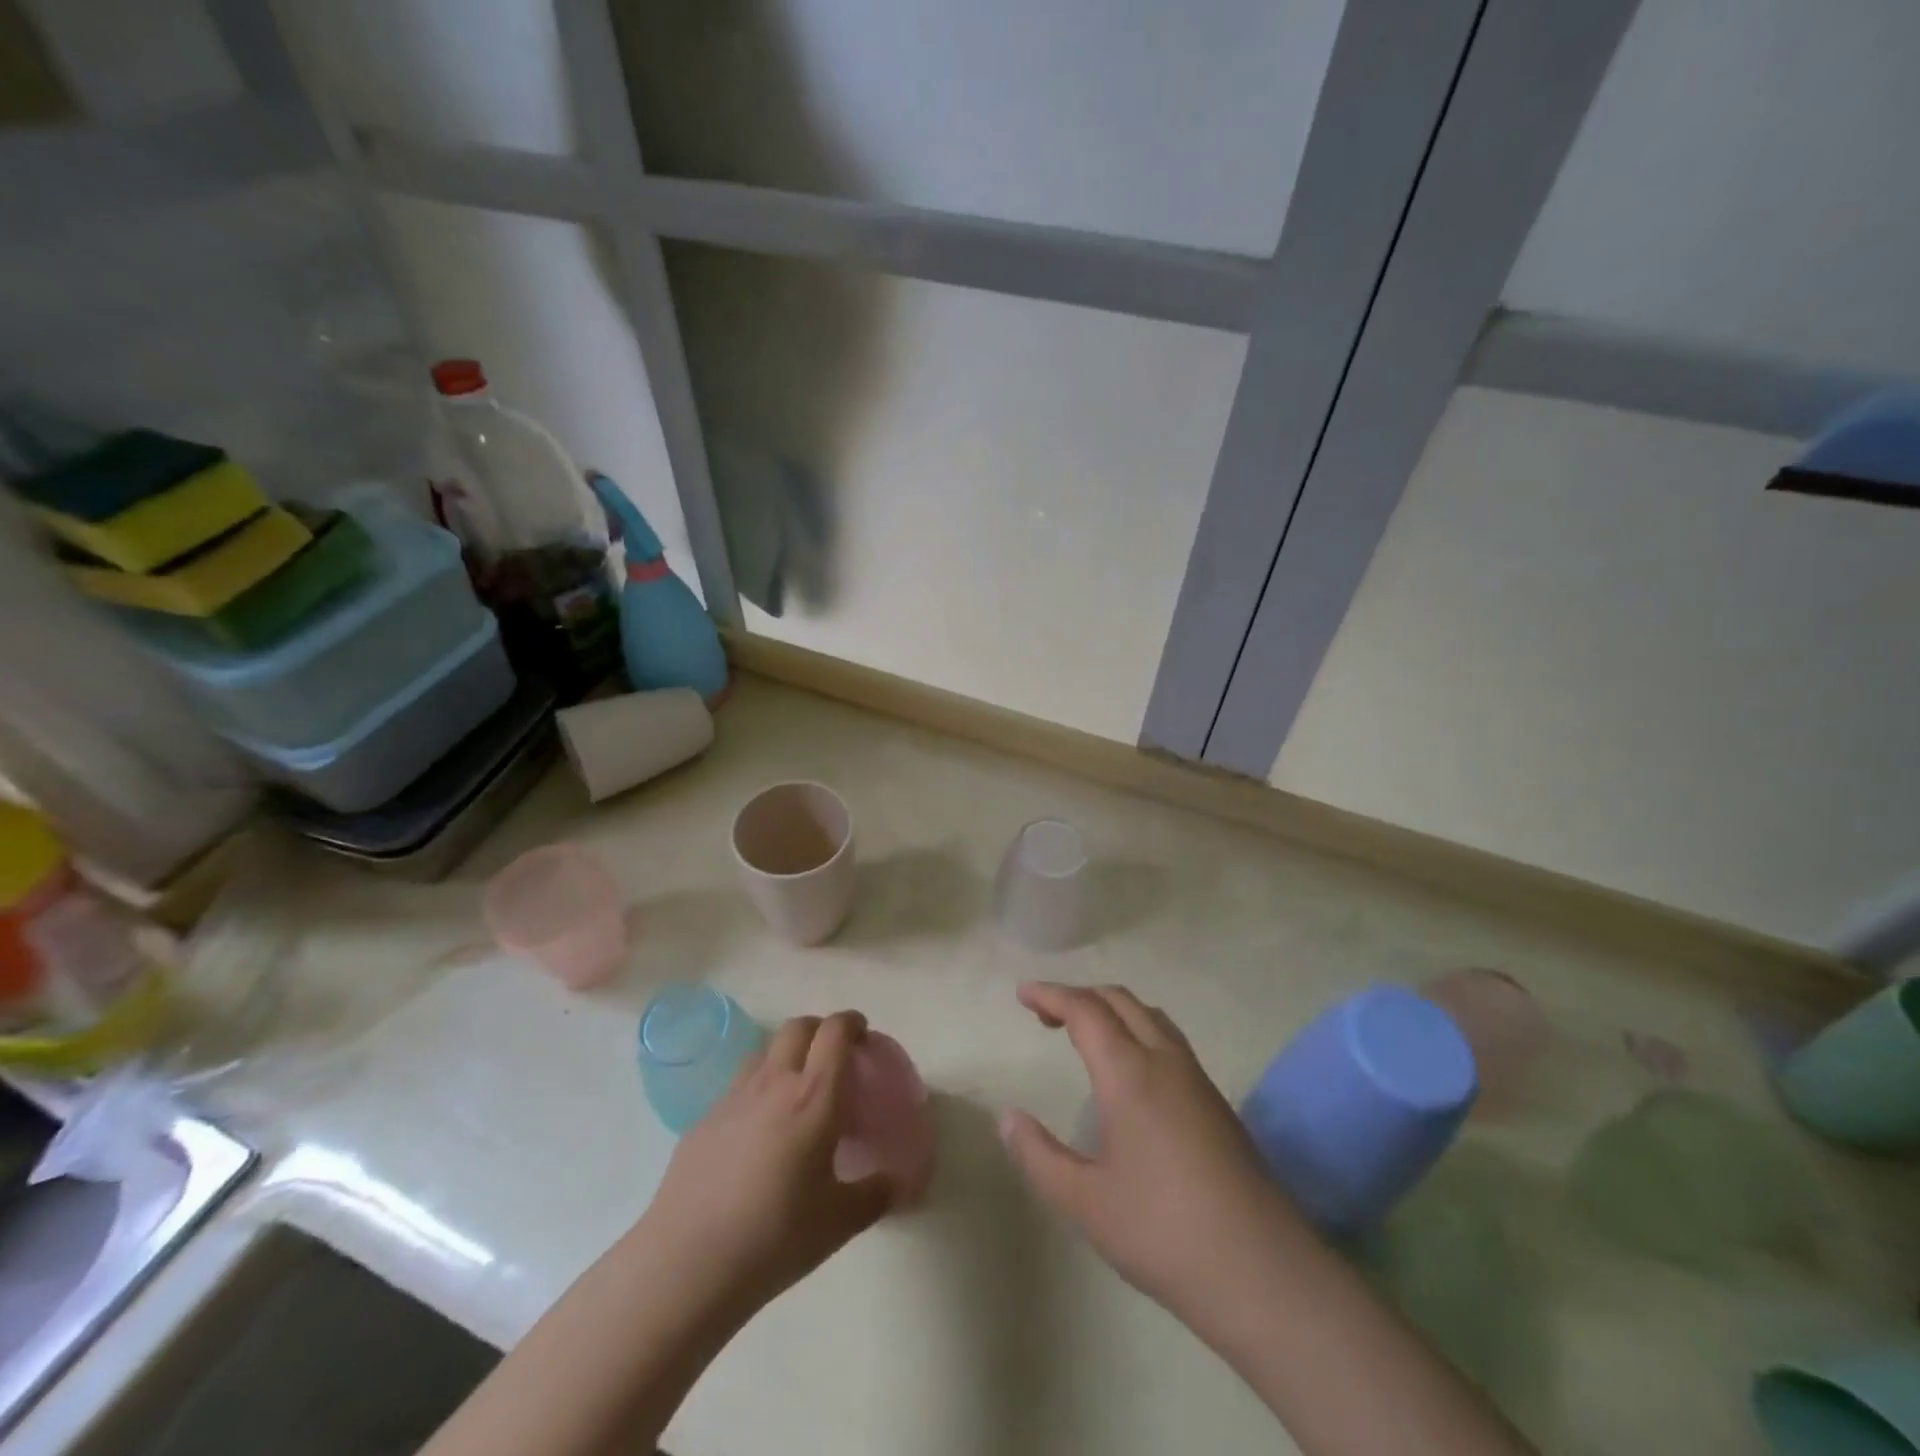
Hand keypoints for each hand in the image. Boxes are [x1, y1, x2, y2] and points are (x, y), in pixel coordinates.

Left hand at [640, 1010, 892, 1321]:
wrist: (687, 1264)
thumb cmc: (775, 1237)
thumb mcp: (839, 1222)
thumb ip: (875, 1195)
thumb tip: (897, 1184)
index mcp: (814, 1098)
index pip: (834, 1033)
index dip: (851, 1023)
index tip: (862, 1034)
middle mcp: (774, 1083)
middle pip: (797, 1027)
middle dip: (820, 1029)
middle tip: (833, 1055)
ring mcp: (733, 1098)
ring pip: (764, 1051)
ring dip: (786, 1054)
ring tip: (795, 1088)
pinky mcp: (704, 1120)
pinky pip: (738, 1085)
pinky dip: (757, 1088)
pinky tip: (758, 1130)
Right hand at [999, 982, 1305, 1330]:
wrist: (1262, 1272)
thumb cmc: (1162, 1232)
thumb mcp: (1084, 1202)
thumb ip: (1038, 1155)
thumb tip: (1008, 1117)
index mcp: (1129, 1073)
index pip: (1085, 1009)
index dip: (1051, 995)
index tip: (1023, 994)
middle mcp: (1165, 1060)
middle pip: (1119, 1000)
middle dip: (1079, 996)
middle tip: (1045, 1015)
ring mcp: (1197, 1078)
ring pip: (1150, 1015)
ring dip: (1111, 1009)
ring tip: (1083, 1033)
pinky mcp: (1216, 1101)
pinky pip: (1169, 1038)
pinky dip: (1137, 1028)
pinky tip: (1130, 1068)